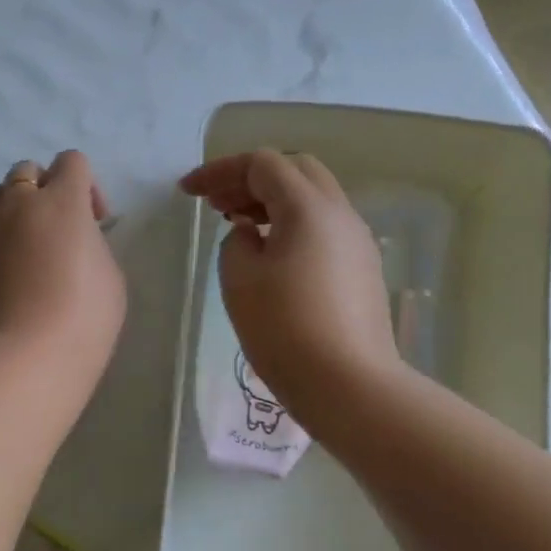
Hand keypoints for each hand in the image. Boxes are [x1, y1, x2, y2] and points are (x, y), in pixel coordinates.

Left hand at [0, 151, 126, 392]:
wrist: (27, 357)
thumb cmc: (84, 316)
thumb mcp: (109, 274)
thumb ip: (92, 242)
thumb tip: (74, 240)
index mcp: (61, 200)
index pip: (71, 161)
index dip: (87, 185)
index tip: (96, 222)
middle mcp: (19, 205)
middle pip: (27, 170)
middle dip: (47, 188)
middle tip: (63, 228)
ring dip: (17, 206)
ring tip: (33, 243)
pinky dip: (2, 238)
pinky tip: (17, 272)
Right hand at [178, 149, 398, 424]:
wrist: (349, 385)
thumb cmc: (284, 328)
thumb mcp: (239, 278)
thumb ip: (236, 241)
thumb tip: (249, 232)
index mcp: (308, 207)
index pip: (262, 164)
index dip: (219, 171)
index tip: (187, 192)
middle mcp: (340, 214)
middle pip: (294, 171)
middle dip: (250, 180)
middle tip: (216, 205)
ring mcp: (358, 241)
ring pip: (313, 198)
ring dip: (272, 201)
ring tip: (238, 226)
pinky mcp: (363, 268)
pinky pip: (324, 227)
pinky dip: (292, 224)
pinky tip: (271, 254)